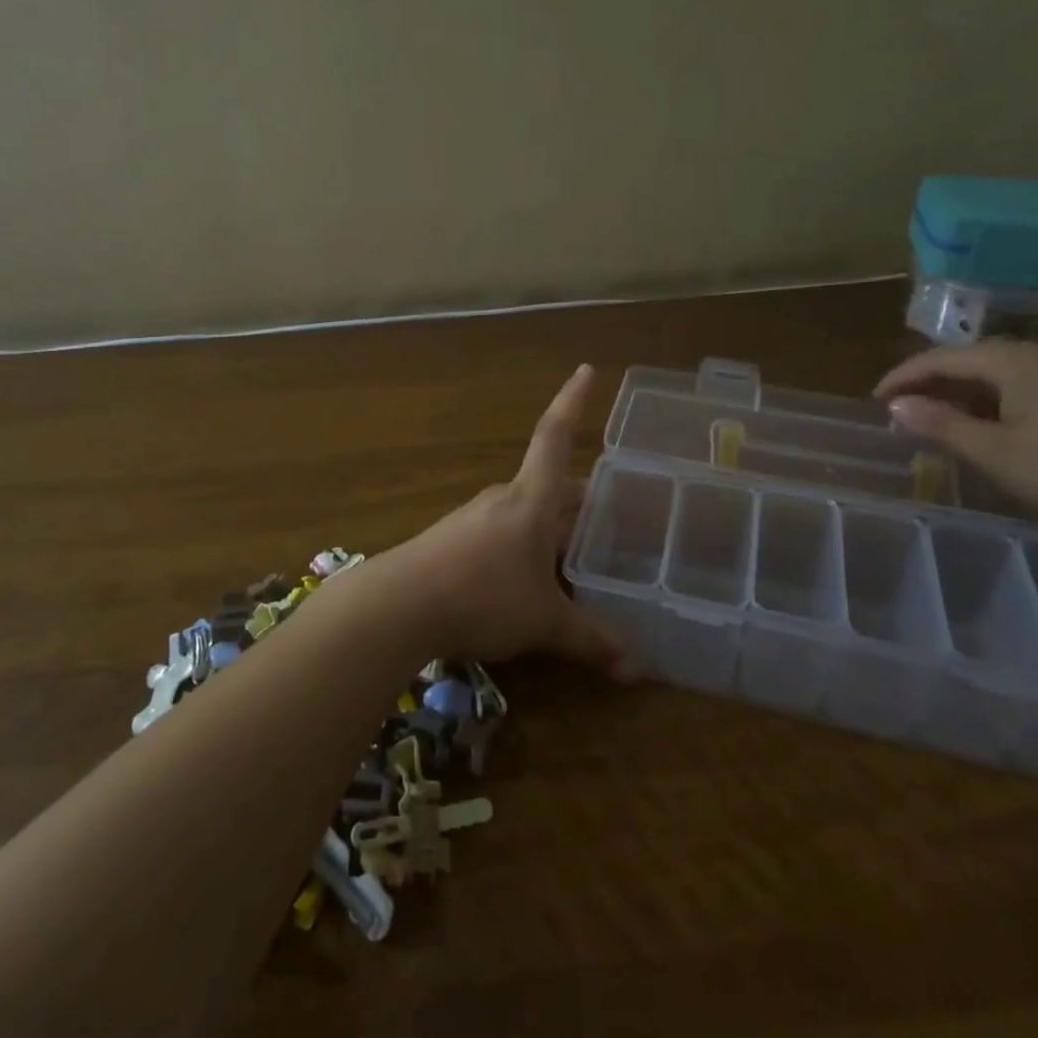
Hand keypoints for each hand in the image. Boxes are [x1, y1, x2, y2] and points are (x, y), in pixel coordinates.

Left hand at [388, 365, 638, 679]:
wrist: (398, 605)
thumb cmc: (482, 596)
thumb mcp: (544, 622)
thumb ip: (591, 641)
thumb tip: (638, 669)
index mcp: (531, 499)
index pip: (556, 435)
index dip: (573, 401)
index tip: (587, 368)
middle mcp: (504, 499)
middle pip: (549, 485)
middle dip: (580, 499)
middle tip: (613, 515)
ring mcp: (475, 518)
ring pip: (527, 513)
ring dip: (553, 529)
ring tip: (580, 556)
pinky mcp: (455, 542)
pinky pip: (503, 535)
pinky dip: (527, 549)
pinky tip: (533, 581)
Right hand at [874, 339, 1037, 526]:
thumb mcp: (996, 452)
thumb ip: (941, 425)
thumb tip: (896, 406)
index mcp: (1008, 359)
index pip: (937, 359)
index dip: (901, 379)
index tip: (874, 401)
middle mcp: (1035, 352)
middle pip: (966, 360)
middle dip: (929, 384)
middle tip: (902, 411)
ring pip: (994, 372)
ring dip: (960, 393)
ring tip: (939, 420)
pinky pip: (1020, 383)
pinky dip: (991, 398)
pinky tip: (989, 423)